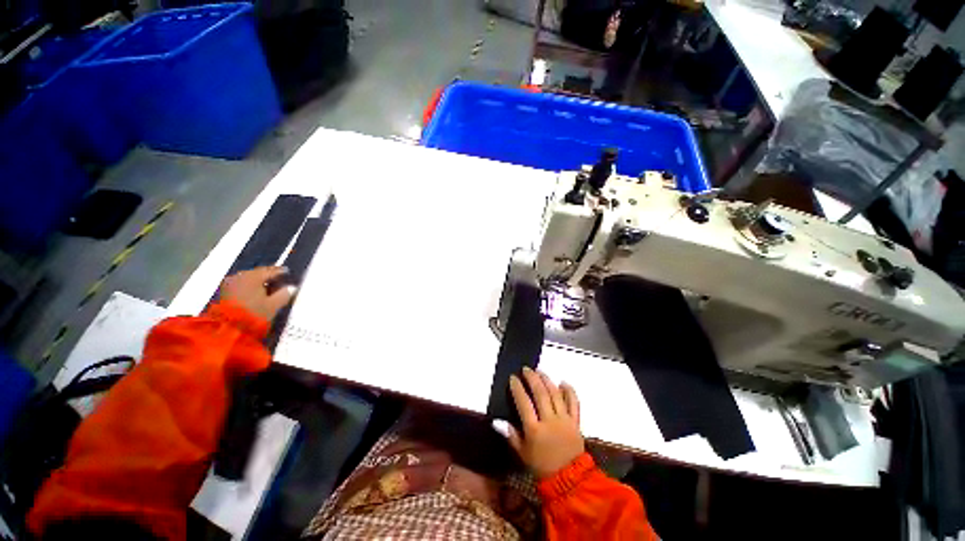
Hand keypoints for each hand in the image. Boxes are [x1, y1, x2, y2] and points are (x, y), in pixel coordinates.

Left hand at [219, 267, 295, 320]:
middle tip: (278, 279)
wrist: (228, 328)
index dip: (280, 271)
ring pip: (248, 279)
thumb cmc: (254, 314)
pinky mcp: (224, 293)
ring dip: (257, 282)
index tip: (287, 271)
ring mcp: (230, 284)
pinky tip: (255, 293)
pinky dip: (249, 288)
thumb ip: (284, 294)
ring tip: (267, 287)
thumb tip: (291, 287)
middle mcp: (240, 276)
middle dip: (267, 276)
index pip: (270, 270)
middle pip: (257, 273)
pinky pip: (241, 285)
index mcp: (253, 276)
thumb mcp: (274, 305)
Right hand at [501, 367, 584, 478]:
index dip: (517, 388)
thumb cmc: (542, 466)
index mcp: (534, 430)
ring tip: (540, 371)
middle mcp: (549, 421)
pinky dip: (569, 391)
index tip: (513, 377)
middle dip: (532, 378)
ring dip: (547, 380)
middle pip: (540, 393)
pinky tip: (563, 382)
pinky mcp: (576, 422)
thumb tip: (496, 421)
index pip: (524, 403)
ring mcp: (564, 420)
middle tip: (526, 369)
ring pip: (555, 394)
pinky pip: (574, 403)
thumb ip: (511, 435)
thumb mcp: (522, 453)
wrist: (568, 479)